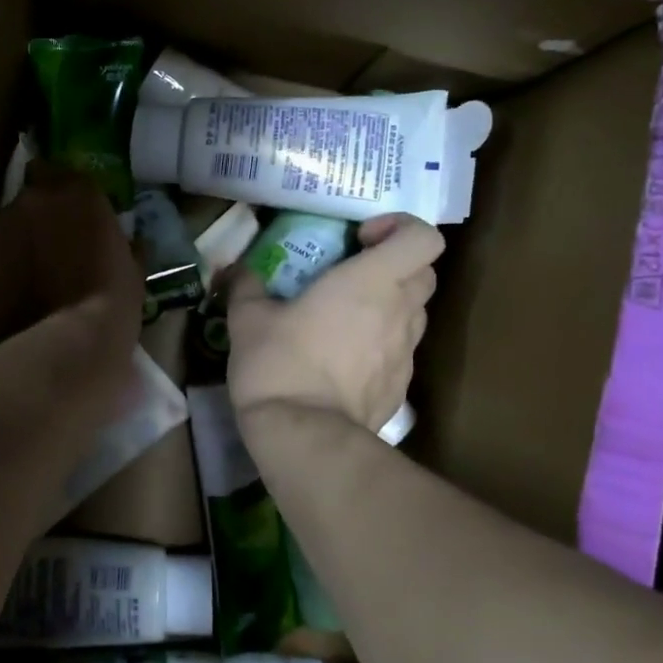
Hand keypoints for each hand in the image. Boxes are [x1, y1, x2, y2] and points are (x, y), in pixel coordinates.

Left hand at [0, 162, 142, 356]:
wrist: (67, 342)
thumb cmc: (112, 304)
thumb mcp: (130, 268)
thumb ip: (120, 243)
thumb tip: (127, 242)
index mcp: (80, 192)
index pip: (66, 173)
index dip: (65, 195)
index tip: (70, 215)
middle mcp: (36, 195)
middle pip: (32, 195)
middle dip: (38, 216)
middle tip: (48, 247)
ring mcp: (0, 220)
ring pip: (6, 223)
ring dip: (14, 241)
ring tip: (24, 276)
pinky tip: (5, 292)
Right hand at [225, 213, 443, 433]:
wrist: (302, 435)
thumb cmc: (278, 362)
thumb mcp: (247, 318)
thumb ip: (246, 285)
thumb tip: (237, 269)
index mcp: (370, 282)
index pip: (423, 237)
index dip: (401, 228)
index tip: (361, 239)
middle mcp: (399, 311)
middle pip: (424, 272)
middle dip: (395, 265)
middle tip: (354, 275)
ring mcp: (405, 352)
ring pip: (415, 313)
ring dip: (390, 305)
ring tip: (346, 319)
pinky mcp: (401, 386)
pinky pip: (400, 351)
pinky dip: (381, 345)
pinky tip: (344, 361)